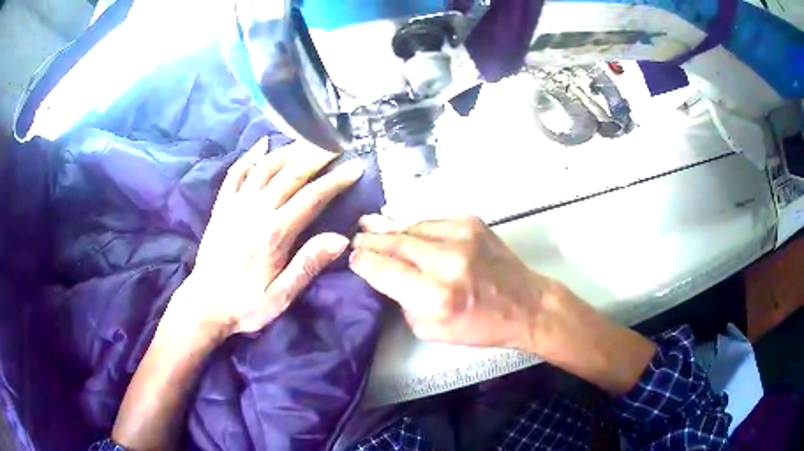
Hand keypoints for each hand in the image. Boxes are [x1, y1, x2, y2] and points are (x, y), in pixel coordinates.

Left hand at [170, 138, 364, 340]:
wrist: (205, 304)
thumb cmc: (245, 304)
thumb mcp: (281, 296)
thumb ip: (308, 265)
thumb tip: (341, 239)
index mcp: (274, 233)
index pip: (312, 197)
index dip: (336, 180)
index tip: (356, 166)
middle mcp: (256, 211)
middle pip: (290, 174)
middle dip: (316, 155)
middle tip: (335, 142)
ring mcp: (235, 205)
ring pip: (265, 167)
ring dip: (288, 150)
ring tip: (307, 139)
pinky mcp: (221, 206)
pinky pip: (235, 173)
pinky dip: (249, 156)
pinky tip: (262, 144)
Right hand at [349, 214, 655, 395]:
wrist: (526, 304)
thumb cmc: (480, 325)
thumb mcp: (432, 330)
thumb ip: (404, 302)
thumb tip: (385, 275)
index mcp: (435, 295)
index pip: (384, 270)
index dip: (363, 261)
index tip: (351, 257)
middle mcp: (446, 261)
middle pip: (394, 243)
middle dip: (370, 240)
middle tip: (354, 237)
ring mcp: (461, 236)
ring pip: (411, 226)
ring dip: (388, 226)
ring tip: (368, 223)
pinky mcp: (472, 222)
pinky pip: (431, 221)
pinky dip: (413, 223)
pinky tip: (399, 222)